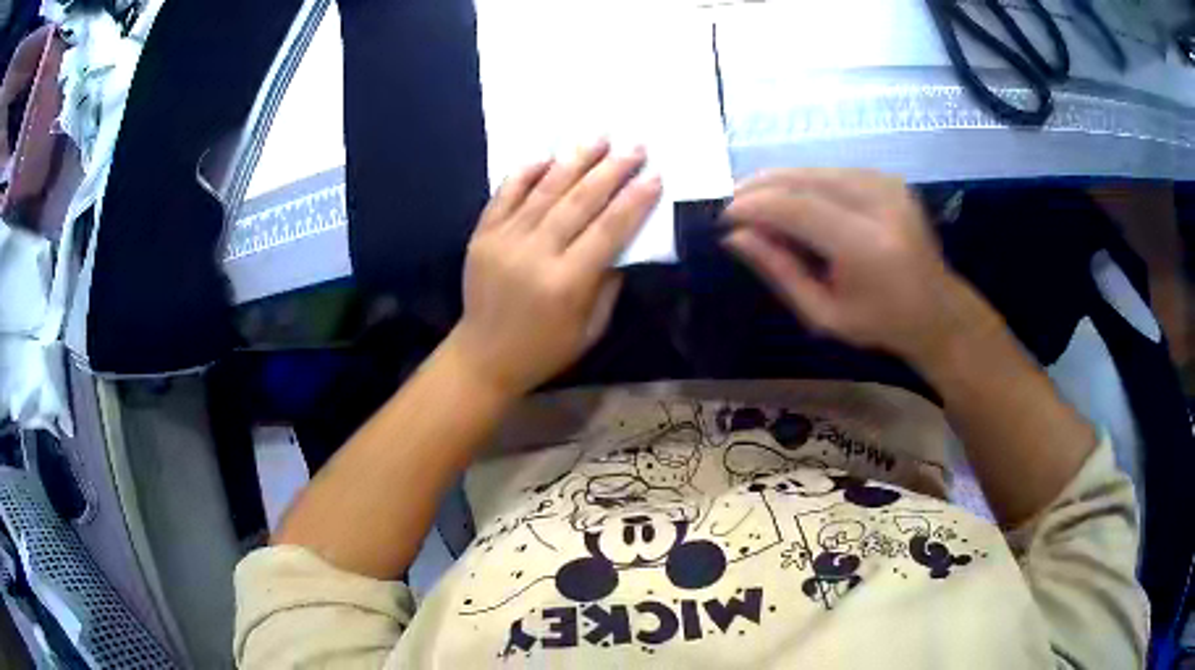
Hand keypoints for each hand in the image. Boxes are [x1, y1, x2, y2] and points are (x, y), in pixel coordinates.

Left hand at [447, 140, 661, 396]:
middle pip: (579, 201)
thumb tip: (623, 240)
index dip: (635, 200)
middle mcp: (535, 254)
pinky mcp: (482, 235)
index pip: (608, 230)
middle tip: (635, 146)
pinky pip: (505, 195)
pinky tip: (547, 156)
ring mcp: (504, 240)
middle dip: (612, 170)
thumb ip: (609, 283)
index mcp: (566, 283)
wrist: (483, 356)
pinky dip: (525, 173)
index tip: (655, 175)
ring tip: (598, 137)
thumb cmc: (545, 349)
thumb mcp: (591, 328)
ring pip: (545, 190)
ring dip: (574, 160)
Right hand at [723, 169, 971, 366]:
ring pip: (817, 169)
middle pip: (805, 179)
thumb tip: (735, 236)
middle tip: (733, 201)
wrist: (937, 309)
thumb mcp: (823, 314)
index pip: (796, 209)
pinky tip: (791, 195)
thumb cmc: (880, 323)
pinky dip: (807, 180)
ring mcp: (888, 186)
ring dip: (781, 180)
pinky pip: (835, 171)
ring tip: (754, 197)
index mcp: (866, 246)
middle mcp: (878, 204)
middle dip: (762, 186)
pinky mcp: (890, 180)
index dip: (755, 206)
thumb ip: (780, 270)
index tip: (726, 216)